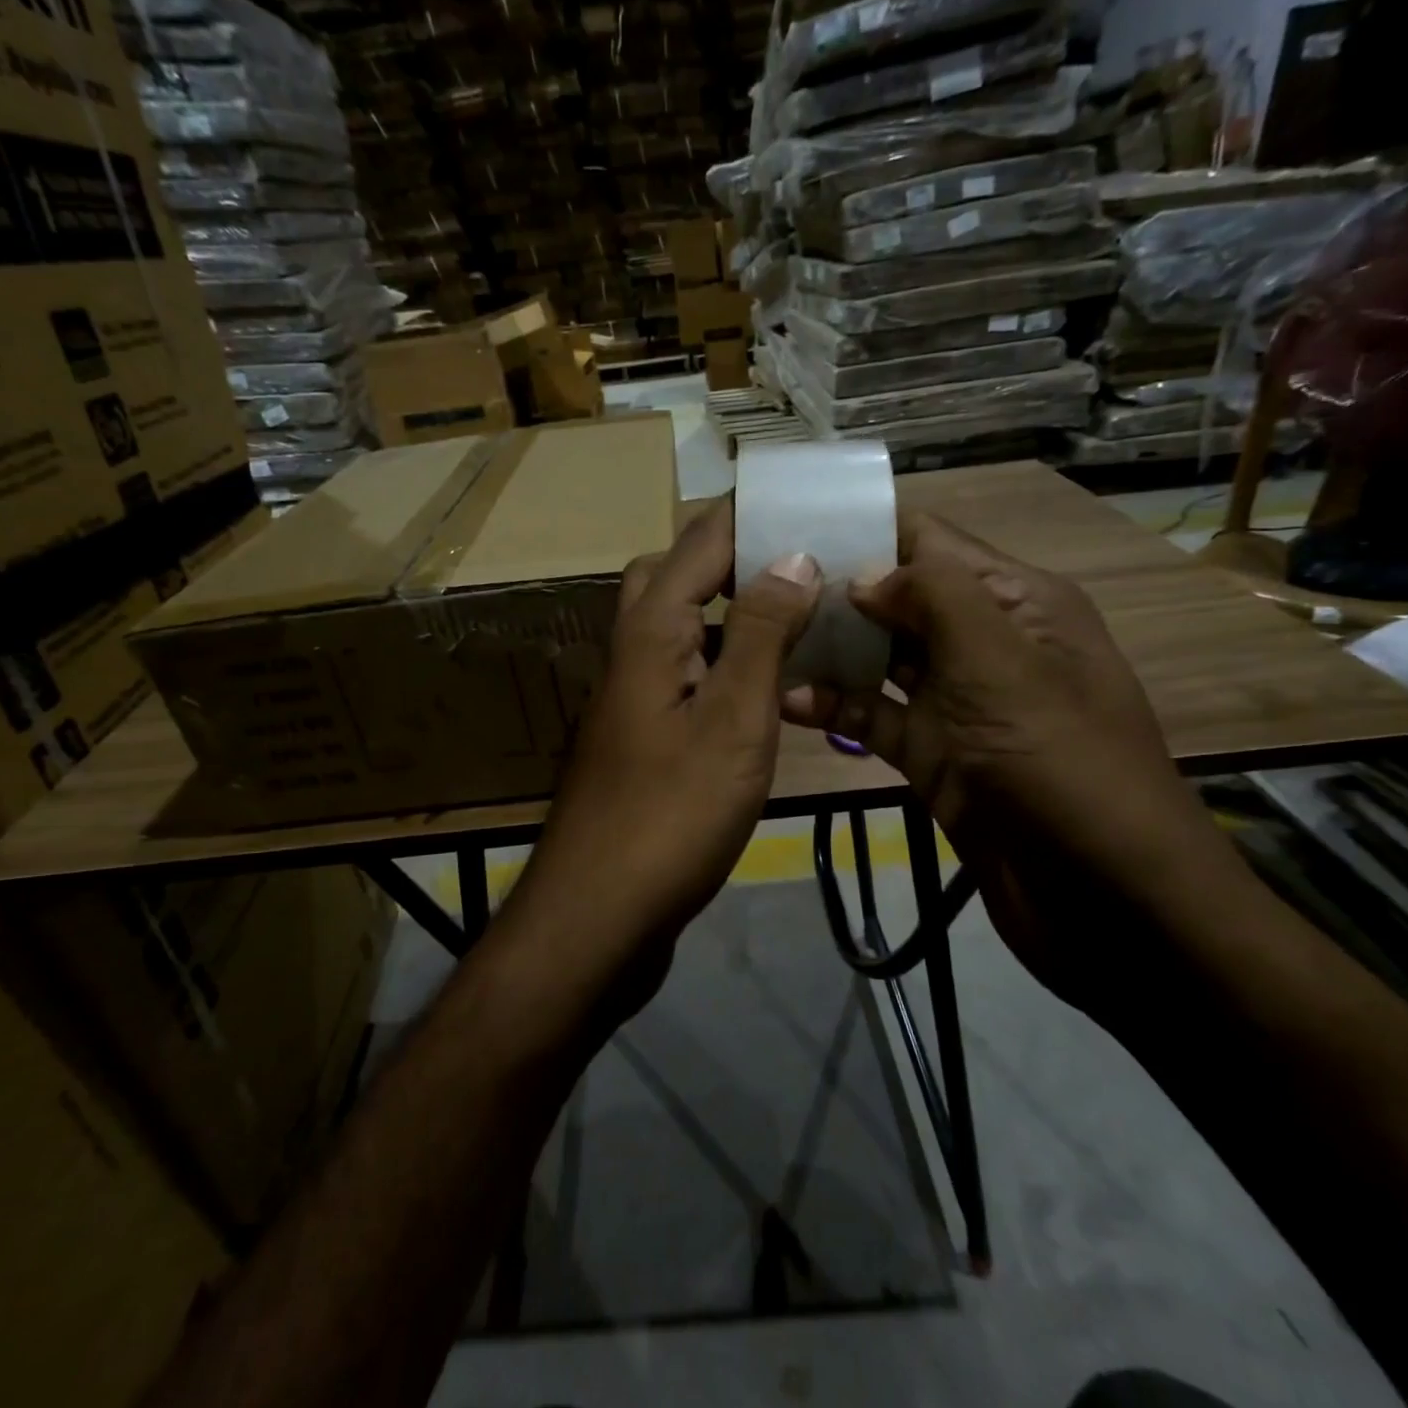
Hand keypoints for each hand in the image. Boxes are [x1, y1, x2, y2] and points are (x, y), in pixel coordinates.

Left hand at [513, 501, 819, 995]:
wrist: (600, 910)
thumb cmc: (672, 814)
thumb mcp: (732, 720)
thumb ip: (760, 634)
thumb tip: (793, 555)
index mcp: (650, 631)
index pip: (700, 540)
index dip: (751, 512)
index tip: (808, 496)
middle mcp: (632, 651)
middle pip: (673, 574)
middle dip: (732, 553)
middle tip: (797, 560)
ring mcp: (632, 696)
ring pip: (677, 625)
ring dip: (727, 608)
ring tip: (794, 613)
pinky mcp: (642, 737)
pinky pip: (684, 672)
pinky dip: (722, 661)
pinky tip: (765, 685)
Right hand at [782, 511, 1235, 1009]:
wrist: (1106, 899)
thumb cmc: (1061, 765)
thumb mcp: (1002, 664)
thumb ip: (934, 598)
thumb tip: (862, 573)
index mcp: (1016, 602)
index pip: (930, 543)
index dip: (864, 530)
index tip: (789, 526)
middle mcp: (983, 643)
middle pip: (897, 599)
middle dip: (833, 591)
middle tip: (753, 587)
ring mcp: (955, 703)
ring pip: (879, 660)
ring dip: (826, 649)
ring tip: (757, 638)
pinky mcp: (932, 755)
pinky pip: (875, 718)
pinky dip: (834, 708)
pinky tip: (785, 701)